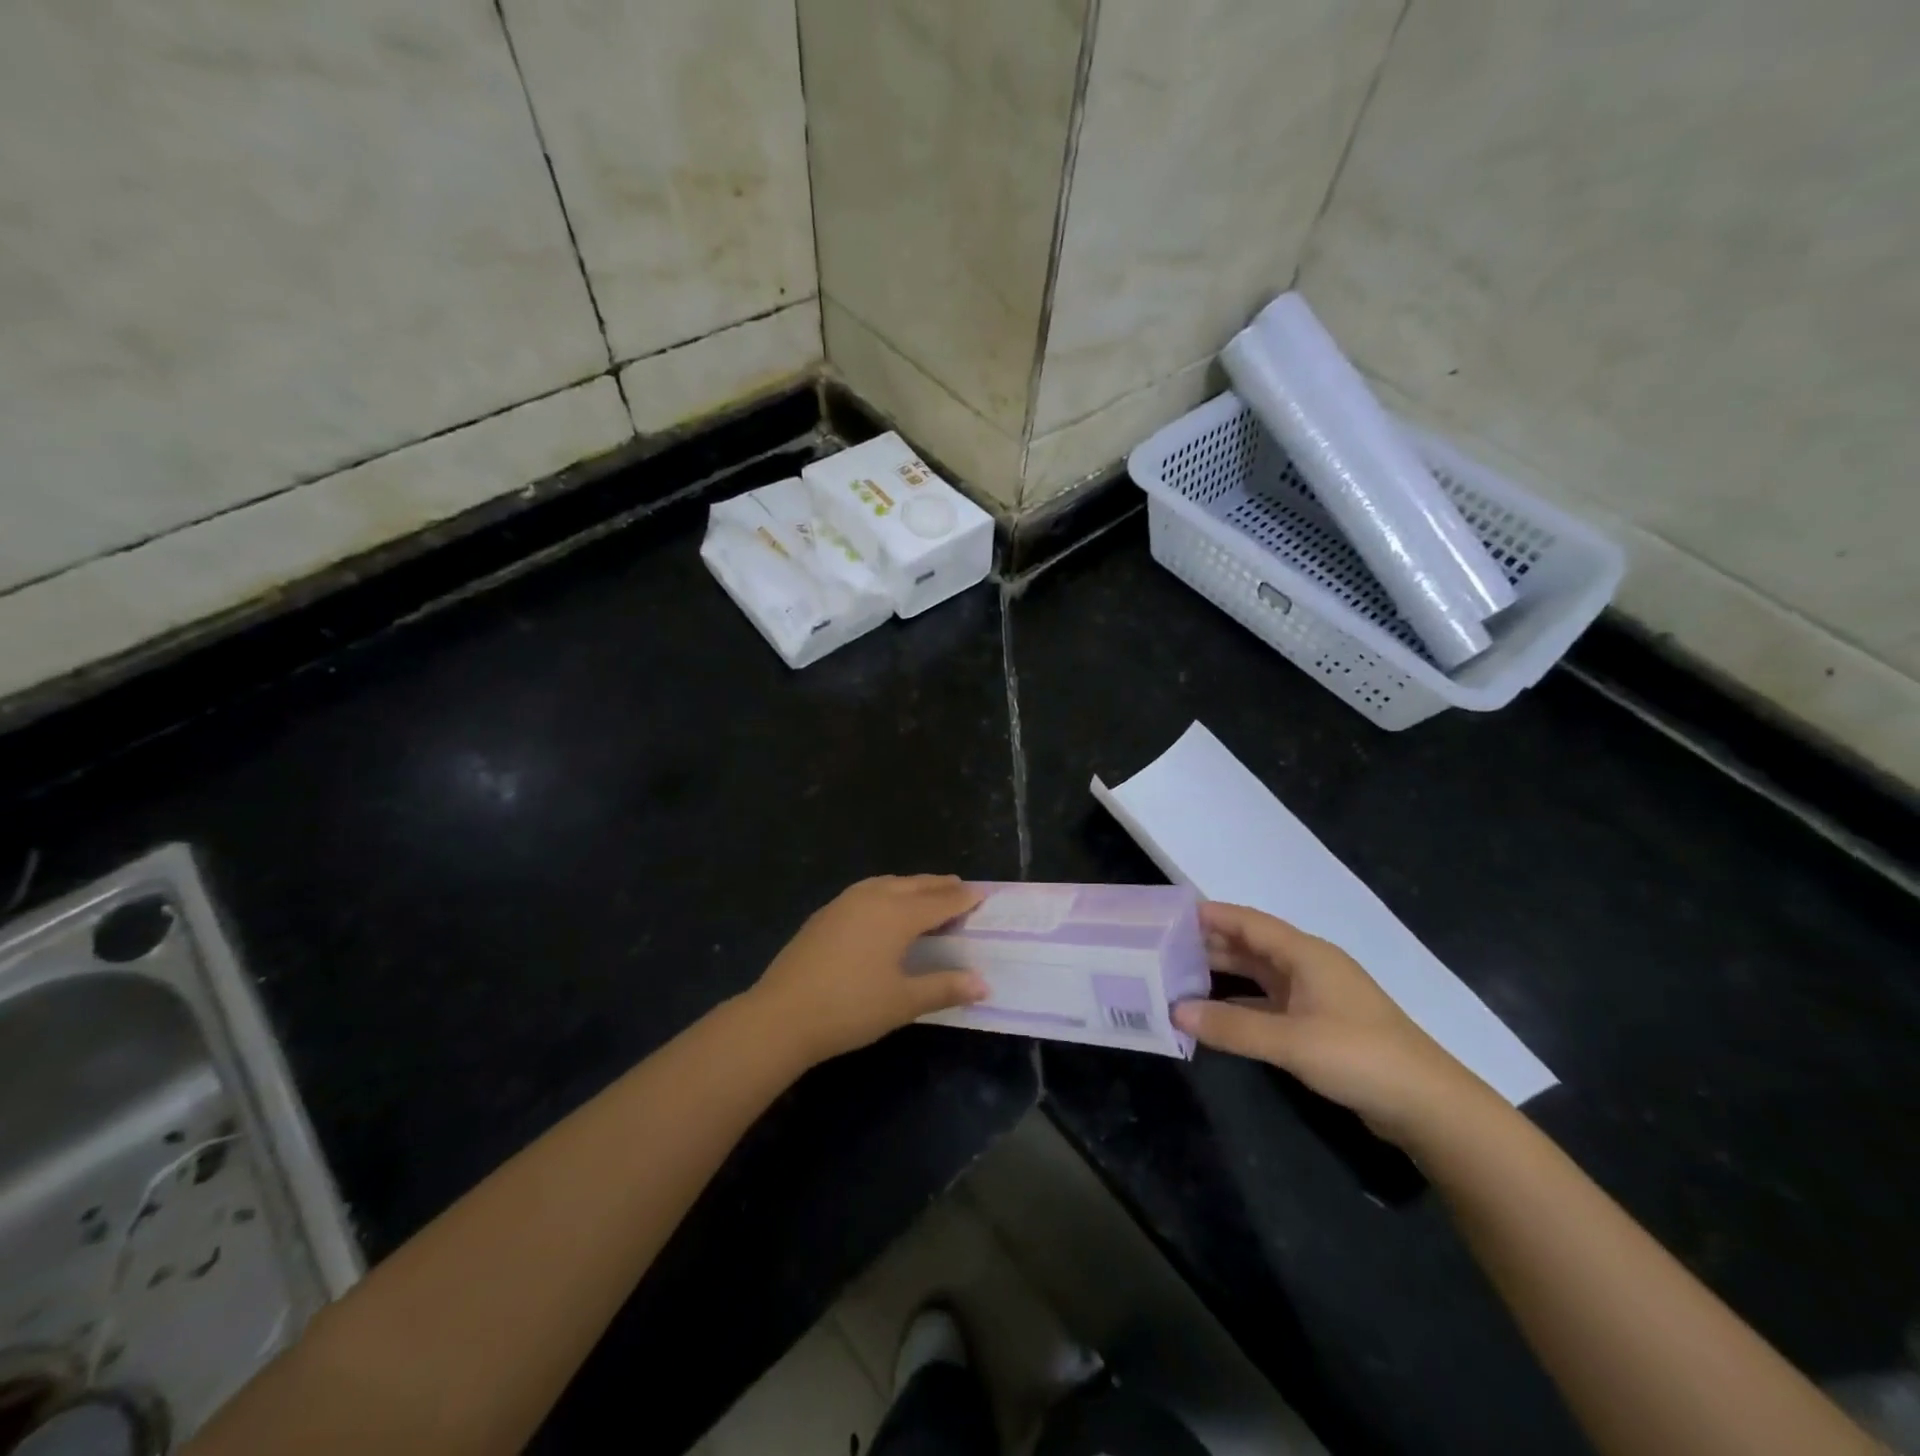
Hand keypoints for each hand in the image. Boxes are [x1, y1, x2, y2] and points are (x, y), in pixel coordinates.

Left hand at [747, 876, 988, 1066]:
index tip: (983, 894)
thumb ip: (944, 988)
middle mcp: (873, 898)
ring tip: (925, 892)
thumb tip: (983, 984)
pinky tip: (883, 907)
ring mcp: (845, 903)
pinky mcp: (825, 914)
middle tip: (960, 887)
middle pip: (915, 885)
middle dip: (940, 886)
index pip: (940, 901)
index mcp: (897, 914)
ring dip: (912, 885)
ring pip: (888, 883)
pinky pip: (867, 891)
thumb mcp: (903, 1002)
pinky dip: (887, 892)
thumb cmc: (850, 1008)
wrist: (781, 1015)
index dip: (963, 898)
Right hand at [1172, 902, 1492, 1145]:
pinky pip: (1266, 1004)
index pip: (1247, 922)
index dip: (1210, 915)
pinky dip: (1238, 1006)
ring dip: (1221, 976)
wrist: (1428, 1106)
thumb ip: (1231, 1026)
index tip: (1168, 913)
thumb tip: (1175, 1012)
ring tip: (1177, 977)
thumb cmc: (1359, 1056)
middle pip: (1249, 946)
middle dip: (1208, 946)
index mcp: (1305, 954)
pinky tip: (1212, 1016)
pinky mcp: (1317, 1025)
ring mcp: (1314, 997)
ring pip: (1257, 976)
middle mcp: (1307, 967)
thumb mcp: (1290, 1041)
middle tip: (1161, 948)